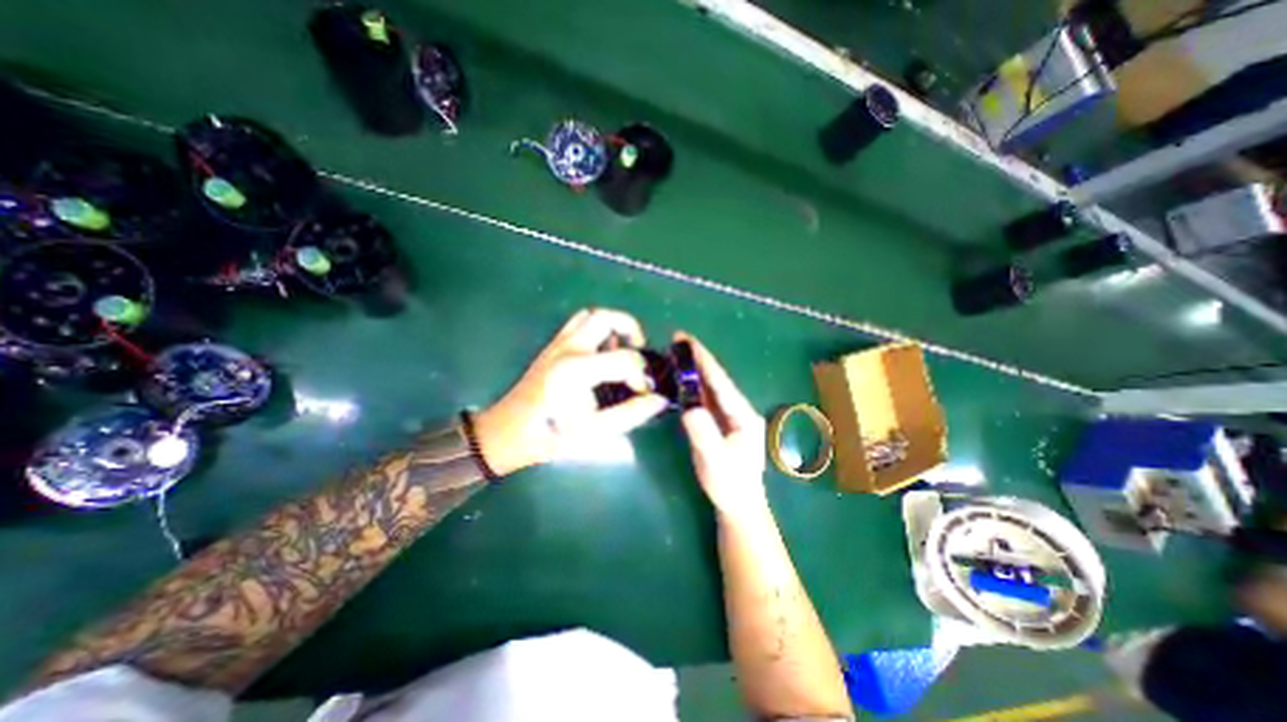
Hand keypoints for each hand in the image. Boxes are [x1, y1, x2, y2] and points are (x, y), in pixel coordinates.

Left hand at [474, 308, 673, 475]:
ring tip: (621, 350)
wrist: (510, 432)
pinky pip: (577, 323)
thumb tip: (658, 400)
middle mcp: (568, 349)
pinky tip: (600, 352)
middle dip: (631, 330)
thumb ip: (630, 415)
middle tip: (638, 353)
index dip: (642, 375)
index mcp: (577, 370)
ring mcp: (558, 344)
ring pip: (591, 316)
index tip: (644, 392)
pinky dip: (596, 328)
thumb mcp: (594, 432)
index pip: (625, 359)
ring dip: (613, 326)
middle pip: (607, 317)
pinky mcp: (552, 346)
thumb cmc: (552, 436)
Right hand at [678, 333, 766, 517]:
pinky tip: (682, 379)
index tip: (688, 342)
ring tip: (677, 354)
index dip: (704, 361)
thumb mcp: (716, 462)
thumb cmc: (729, 485)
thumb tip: (690, 409)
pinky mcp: (721, 423)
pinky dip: (694, 386)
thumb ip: (705, 435)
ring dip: (695, 370)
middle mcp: (739, 410)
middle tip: (678, 340)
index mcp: (743, 415)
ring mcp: (731, 416)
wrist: (738, 504)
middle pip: (716, 380)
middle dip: (699, 360)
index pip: (721, 383)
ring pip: (711, 387)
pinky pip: (706, 399)